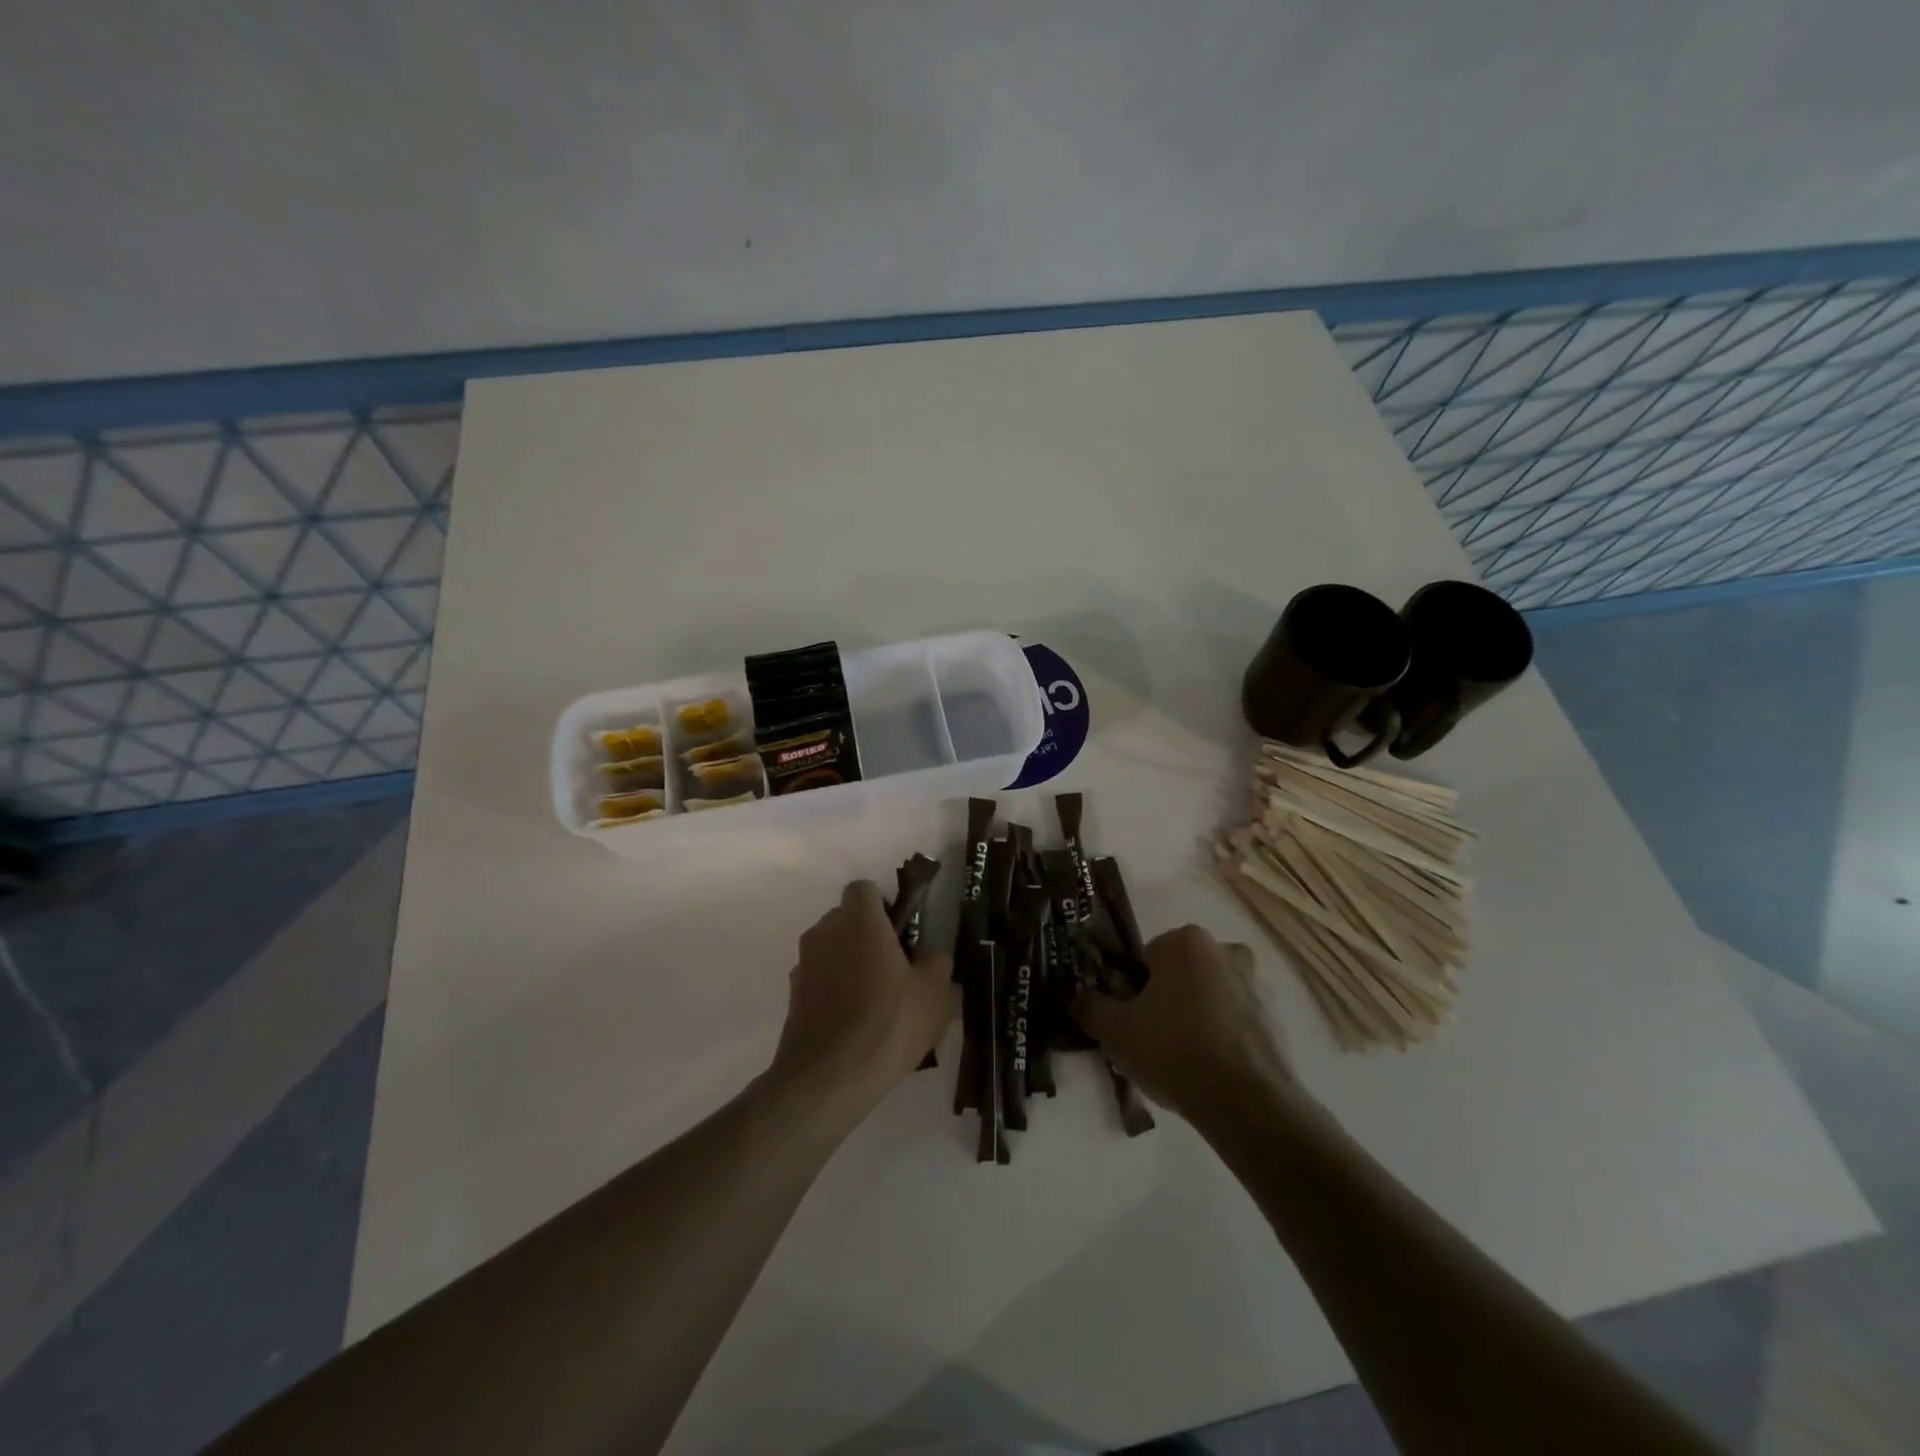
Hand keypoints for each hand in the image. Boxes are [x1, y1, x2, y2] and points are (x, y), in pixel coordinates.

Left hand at [763, 880, 955, 1121]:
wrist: (828, 1079)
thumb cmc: (889, 1023)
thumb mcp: (935, 992)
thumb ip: (935, 961)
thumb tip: (925, 957)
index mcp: (859, 920)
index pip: (864, 889)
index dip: (884, 906)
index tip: (901, 936)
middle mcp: (825, 932)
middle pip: (847, 919)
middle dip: (867, 936)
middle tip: (895, 970)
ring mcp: (804, 964)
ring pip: (832, 950)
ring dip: (850, 964)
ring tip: (876, 1005)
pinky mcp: (792, 996)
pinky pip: (820, 980)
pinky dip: (834, 992)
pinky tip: (855, 1026)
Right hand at [1073, 925, 1294, 1120]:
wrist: (1246, 1103)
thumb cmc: (1174, 1050)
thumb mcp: (1115, 1030)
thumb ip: (1091, 1007)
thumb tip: (1077, 997)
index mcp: (1185, 941)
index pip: (1145, 959)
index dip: (1131, 990)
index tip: (1129, 1020)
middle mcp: (1224, 950)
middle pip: (1179, 975)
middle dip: (1165, 1001)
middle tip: (1151, 1041)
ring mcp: (1255, 984)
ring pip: (1207, 996)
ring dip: (1194, 1018)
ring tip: (1179, 1061)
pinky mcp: (1275, 1019)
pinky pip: (1233, 1022)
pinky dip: (1220, 1037)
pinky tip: (1207, 1071)